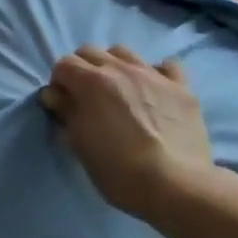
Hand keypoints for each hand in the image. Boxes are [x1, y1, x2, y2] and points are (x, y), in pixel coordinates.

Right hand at [39, 45, 232, 222]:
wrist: (175, 186)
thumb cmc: (117, 169)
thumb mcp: (79, 144)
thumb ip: (65, 112)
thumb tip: (55, 95)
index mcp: (90, 82)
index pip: (63, 65)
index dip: (60, 83)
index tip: (64, 104)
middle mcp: (120, 69)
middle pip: (90, 51)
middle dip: (83, 69)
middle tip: (88, 96)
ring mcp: (153, 75)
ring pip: (124, 52)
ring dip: (114, 65)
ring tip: (120, 90)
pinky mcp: (182, 88)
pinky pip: (167, 66)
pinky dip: (157, 73)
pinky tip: (155, 91)